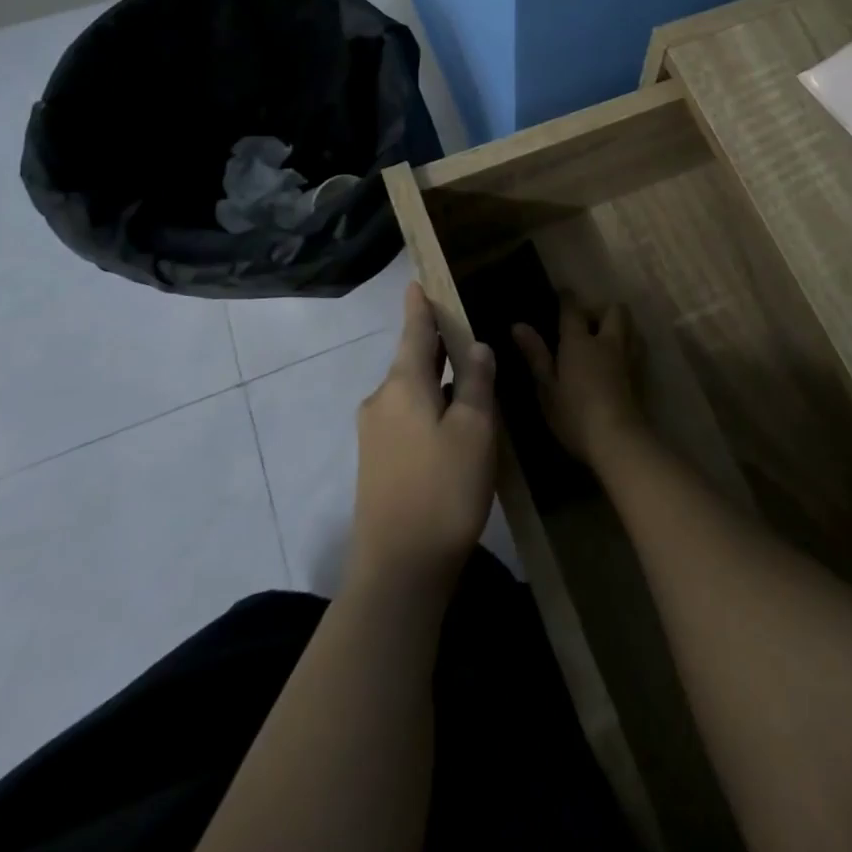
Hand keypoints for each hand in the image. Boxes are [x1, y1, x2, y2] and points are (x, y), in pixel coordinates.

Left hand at [349, 283, 497, 593]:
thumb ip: (476, 382)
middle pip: (411, 359)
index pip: (414, 331)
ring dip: (436, 379)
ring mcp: (374, 433)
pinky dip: (429, 406)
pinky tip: (452, 421)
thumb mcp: (474, 430)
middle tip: (463, 328)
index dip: (419, 305)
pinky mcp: (377, 462)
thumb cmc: (443, 489)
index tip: (417, 281)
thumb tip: (476, 346)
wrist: (398, 570)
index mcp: (403, 384)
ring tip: (467, 375)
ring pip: (410, 390)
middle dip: (435, 344)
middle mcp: (381, 400)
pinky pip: (406, 416)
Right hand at [512, 295, 644, 468]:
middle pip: (613, 309)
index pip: (573, 308)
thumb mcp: (547, 388)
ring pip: (631, 326)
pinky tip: (620, 363)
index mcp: (580, 341)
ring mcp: (630, 357)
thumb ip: (535, 355)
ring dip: (620, 327)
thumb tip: (518, 325)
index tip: (563, 294)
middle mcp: (608, 341)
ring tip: (606, 341)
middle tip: (587, 324)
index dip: (567, 298)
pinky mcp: (643, 375)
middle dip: (601, 310)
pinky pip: (638, 348)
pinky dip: (629, 347)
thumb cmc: (574, 415)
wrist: (619, 440)